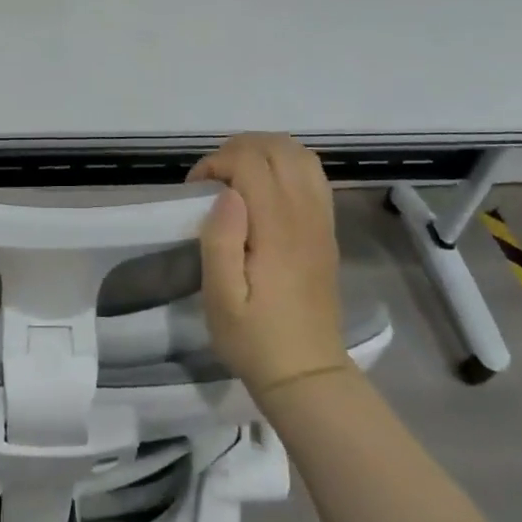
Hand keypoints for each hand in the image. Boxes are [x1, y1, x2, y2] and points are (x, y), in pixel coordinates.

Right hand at [190, 134, 351, 400]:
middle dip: (239, 149)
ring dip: (265, 152)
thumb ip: (220, 240)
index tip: (195, 189)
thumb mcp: (220, 298)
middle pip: (279, 148)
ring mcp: (321, 220)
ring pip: (301, 156)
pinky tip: (265, 188)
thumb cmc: (254, 338)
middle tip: (212, 178)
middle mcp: (305, 215)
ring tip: (236, 175)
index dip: (217, 162)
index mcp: (277, 229)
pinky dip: (286, 165)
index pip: (251, 162)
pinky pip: (313, 176)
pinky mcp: (326, 230)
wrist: (307, 373)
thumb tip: (227, 193)